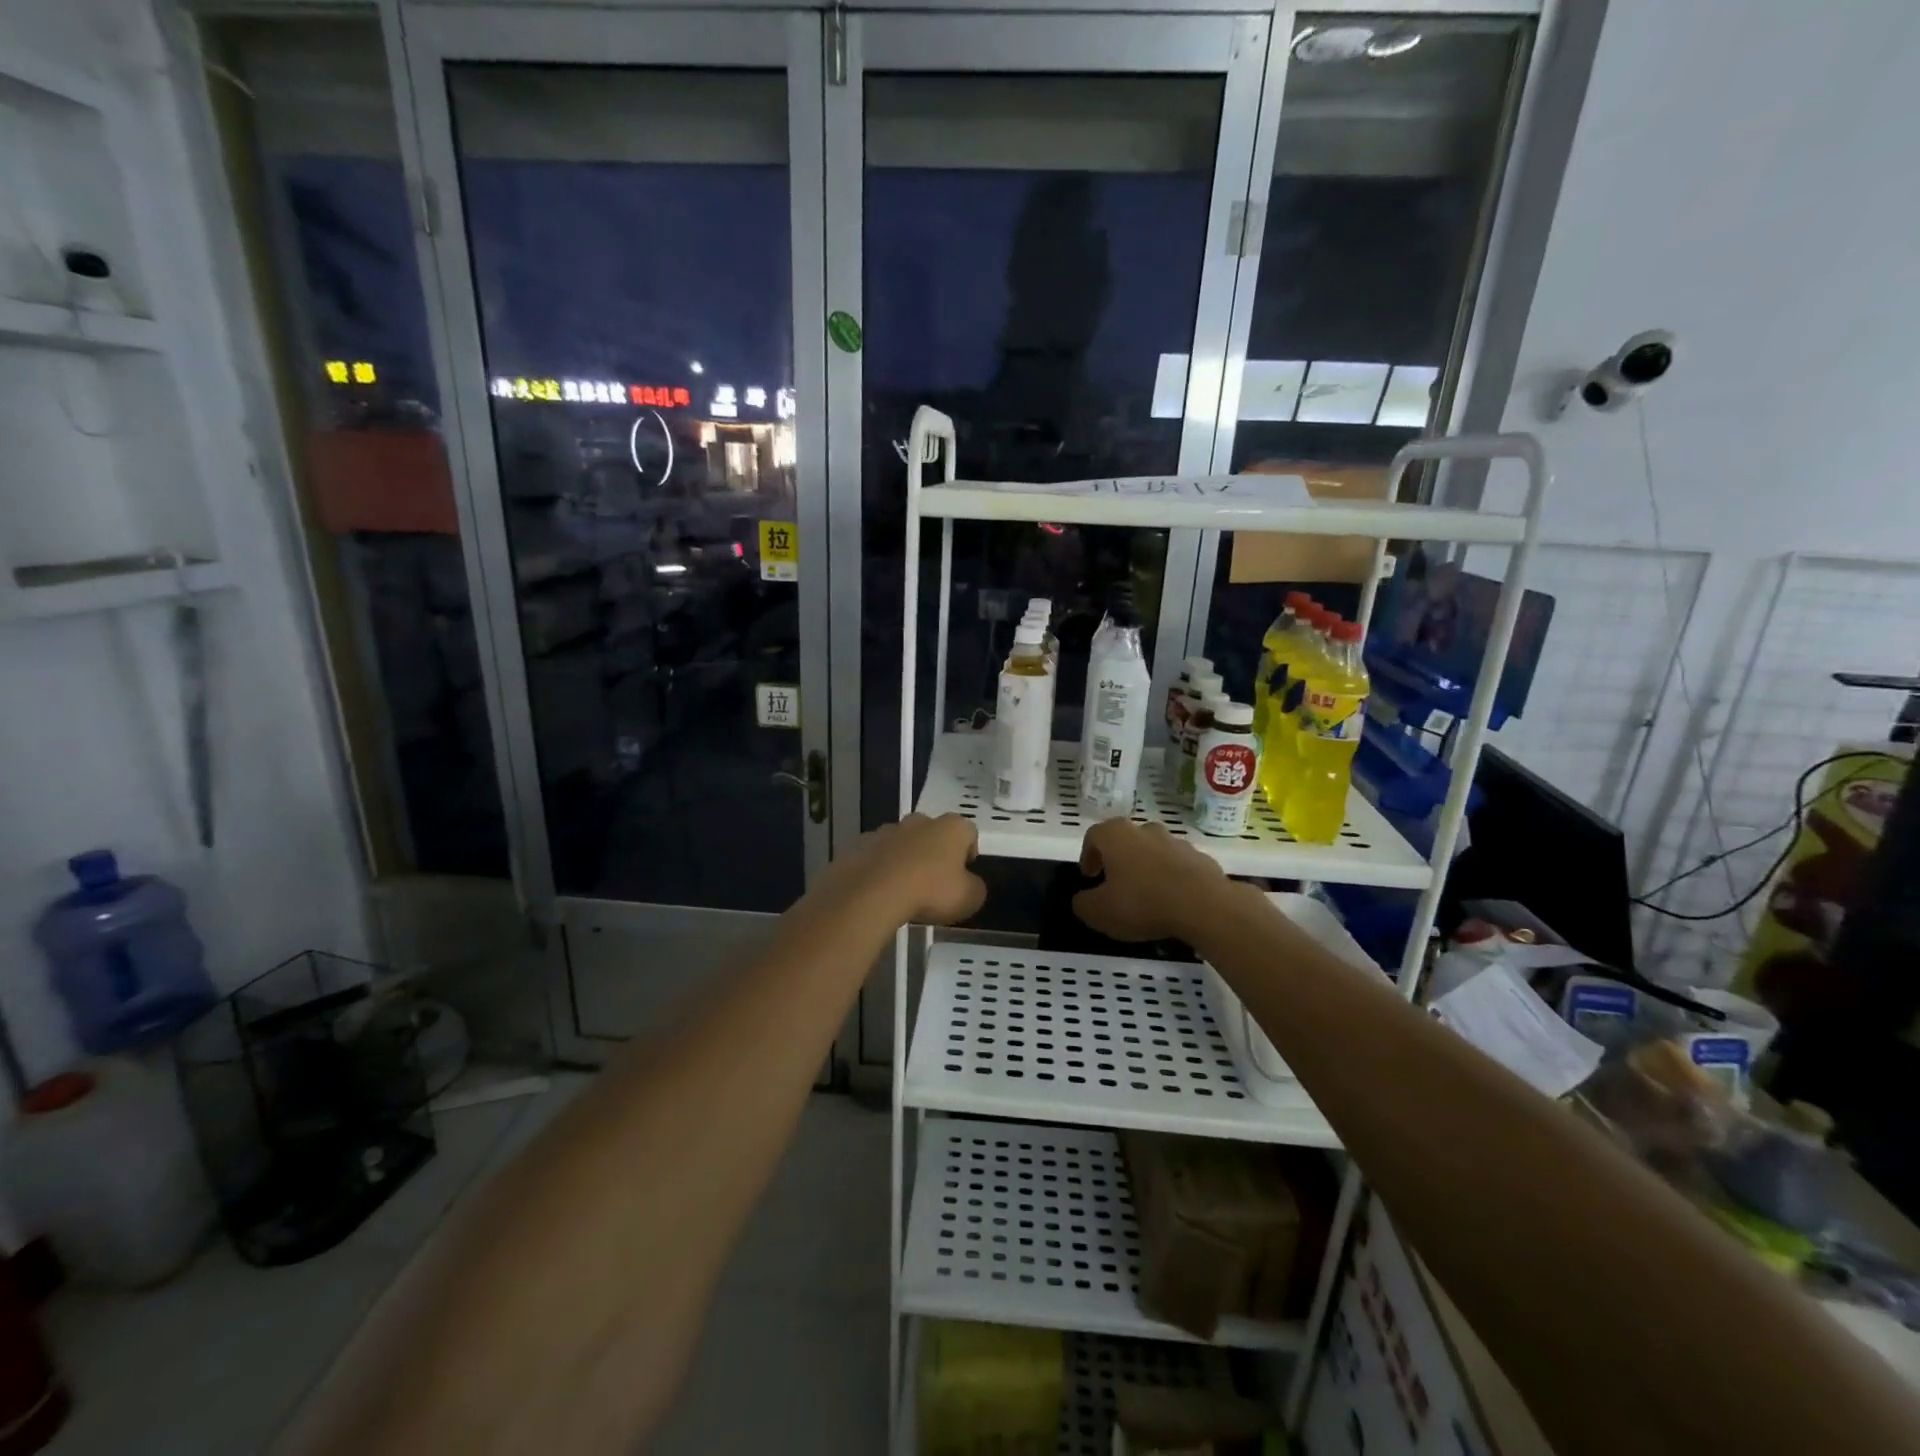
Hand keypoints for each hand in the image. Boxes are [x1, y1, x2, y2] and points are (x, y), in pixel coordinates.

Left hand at [817, 814, 985, 927]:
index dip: (969, 850)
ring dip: (905, 858)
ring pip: (901, 842)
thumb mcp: (969, 899)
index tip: (965, 870)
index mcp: (950, 828)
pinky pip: (875, 855)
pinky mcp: (859, 845)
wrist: (871, 893)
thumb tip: (970, 884)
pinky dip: (879, 868)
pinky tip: (878, 890)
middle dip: (934, 850)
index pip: (968, 831)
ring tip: (903, 888)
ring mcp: (885, 830)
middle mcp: (919, 821)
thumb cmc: (929, 892)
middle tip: (934, 879)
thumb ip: (975, 887)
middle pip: (932, 831)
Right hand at [1073, 819, 1230, 942]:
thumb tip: (1082, 900)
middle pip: (1125, 840)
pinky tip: (1172, 901)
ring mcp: (1177, 842)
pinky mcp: (1201, 858)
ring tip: (1145, 894)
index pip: (1094, 836)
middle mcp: (1146, 830)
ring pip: (1154, 851)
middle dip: (1118, 859)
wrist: (1204, 905)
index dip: (1088, 855)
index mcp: (1116, 835)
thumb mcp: (1100, 912)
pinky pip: (1178, 865)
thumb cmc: (1142, 903)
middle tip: (1114, 882)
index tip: (1089, 876)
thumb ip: (1083, 904)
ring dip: (1146, 867)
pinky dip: (1171, 877)